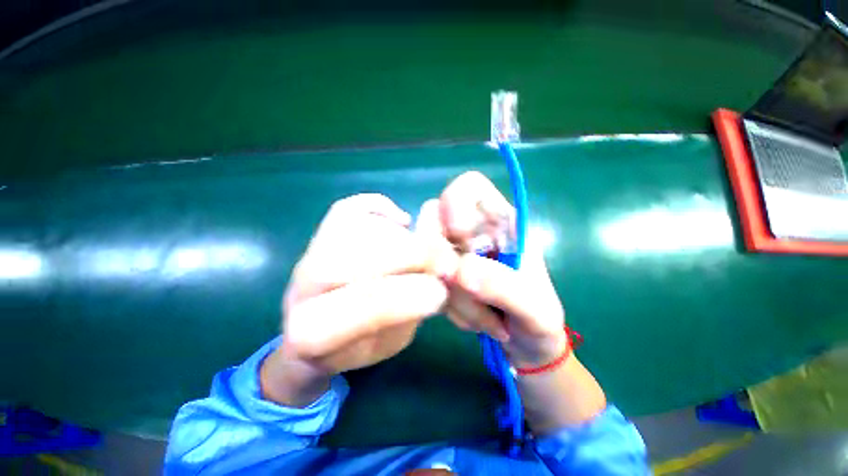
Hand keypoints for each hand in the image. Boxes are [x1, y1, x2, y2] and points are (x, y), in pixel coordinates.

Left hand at [261, 194, 457, 405]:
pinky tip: (401, 221)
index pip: (356, 312)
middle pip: (353, 260)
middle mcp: (301, 289)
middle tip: (442, 263)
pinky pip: (349, 208)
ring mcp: (308, 255)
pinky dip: (379, 206)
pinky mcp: (319, 232)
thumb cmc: (358, 342)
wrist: (318, 329)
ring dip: (401, 237)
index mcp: (313, 334)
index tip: (440, 293)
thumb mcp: (387, 343)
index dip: (405, 299)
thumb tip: (436, 278)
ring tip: (423, 250)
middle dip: (410, 257)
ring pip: (354, 229)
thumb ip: (408, 314)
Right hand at [439, 172, 566, 367]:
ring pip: (425, 255)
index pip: (468, 186)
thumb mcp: (534, 308)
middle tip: (468, 290)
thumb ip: (503, 286)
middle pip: (433, 218)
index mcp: (501, 222)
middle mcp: (472, 231)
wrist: (525, 346)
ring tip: (482, 316)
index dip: (455, 204)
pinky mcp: (443, 275)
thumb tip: (459, 271)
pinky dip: (445, 304)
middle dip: (444, 259)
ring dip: (449, 292)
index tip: (461, 239)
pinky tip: (470, 318)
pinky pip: (425, 281)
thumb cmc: (539, 321)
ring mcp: (454, 253)